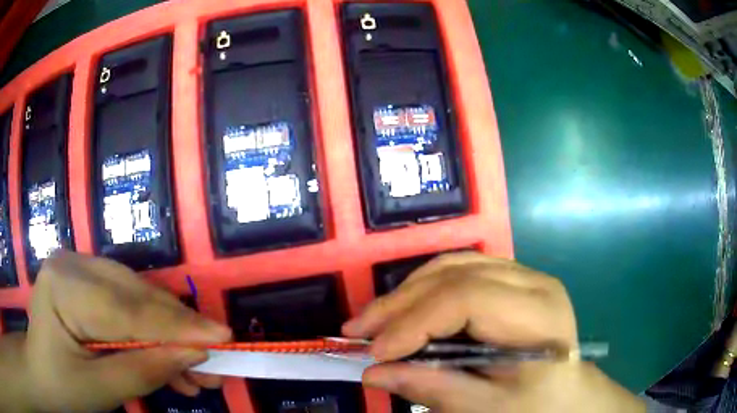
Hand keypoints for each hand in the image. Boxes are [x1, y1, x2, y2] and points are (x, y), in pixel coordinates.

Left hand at [21, 251, 230, 412]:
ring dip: (169, 333)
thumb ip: (145, 370)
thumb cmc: (62, 385)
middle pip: (136, 295)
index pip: (127, 307)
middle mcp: (73, 263)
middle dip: (178, 330)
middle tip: (215, 357)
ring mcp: (79, 267)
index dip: (177, 325)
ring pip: (137, 296)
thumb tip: (194, 355)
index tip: (224, 338)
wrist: (41, 372)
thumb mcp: (101, 389)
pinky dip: (152, 330)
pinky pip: (127, 301)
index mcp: (64, 285)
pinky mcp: (87, 279)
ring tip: (196, 368)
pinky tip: (169, 357)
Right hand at [343, 252, 644, 411]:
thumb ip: (433, 389)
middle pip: (455, 275)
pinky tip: (405, 308)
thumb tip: (374, 373)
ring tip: (374, 319)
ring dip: (407, 291)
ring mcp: (522, 274)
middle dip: (400, 303)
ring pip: (453, 265)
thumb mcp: (487, 409)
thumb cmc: (535, 405)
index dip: (414, 322)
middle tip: (357, 329)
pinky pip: (460, 270)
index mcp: (538, 312)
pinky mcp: (510, 279)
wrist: (568, 394)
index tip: (375, 352)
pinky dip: (425, 289)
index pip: (466, 298)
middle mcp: (532, 280)